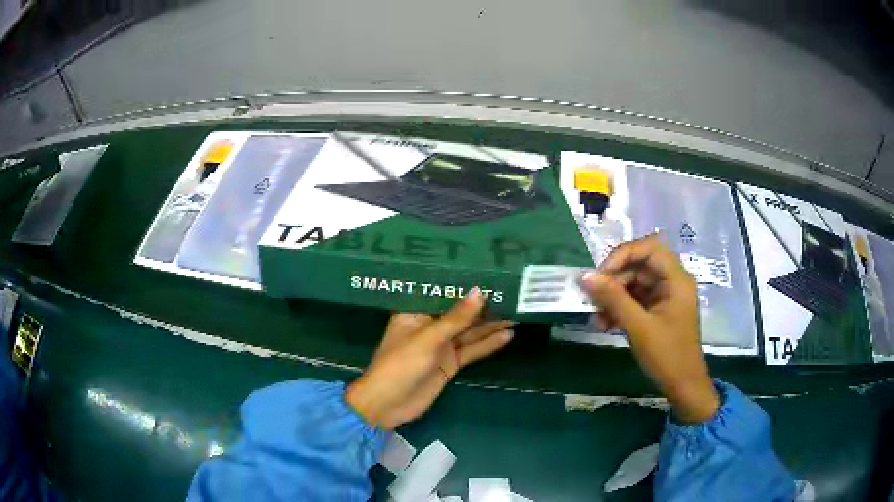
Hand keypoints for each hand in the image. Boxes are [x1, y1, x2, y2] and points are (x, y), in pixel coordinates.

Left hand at [345, 289, 513, 429]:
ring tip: (516, 311)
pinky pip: (472, 350)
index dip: (464, 283)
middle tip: (511, 291)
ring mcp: (441, 345)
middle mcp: (430, 325)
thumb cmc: (399, 365)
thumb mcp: (427, 339)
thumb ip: (456, 318)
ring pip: (469, 332)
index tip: (488, 270)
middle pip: (460, 312)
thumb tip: (480, 292)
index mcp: (416, 312)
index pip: (443, 292)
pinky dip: (488, 344)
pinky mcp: (450, 363)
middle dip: (482, 304)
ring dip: (490, 324)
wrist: (388, 405)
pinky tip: (507, 335)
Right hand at [579, 235, 719, 422]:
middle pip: (639, 266)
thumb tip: (585, 277)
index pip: (649, 248)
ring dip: (614, 297)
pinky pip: (636, 300)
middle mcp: (672, 282)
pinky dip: (620, 308)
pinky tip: (605, 324)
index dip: (623, 255)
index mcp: (676, 279)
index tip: (601, 274)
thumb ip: (613, 299)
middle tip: (594, 299)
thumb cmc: (667, 355)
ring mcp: (665, 297)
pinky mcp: (658, 311)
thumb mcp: (638, 327)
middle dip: (615, 281)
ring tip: (597, 317)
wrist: (683, 386)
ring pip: (635, 283)